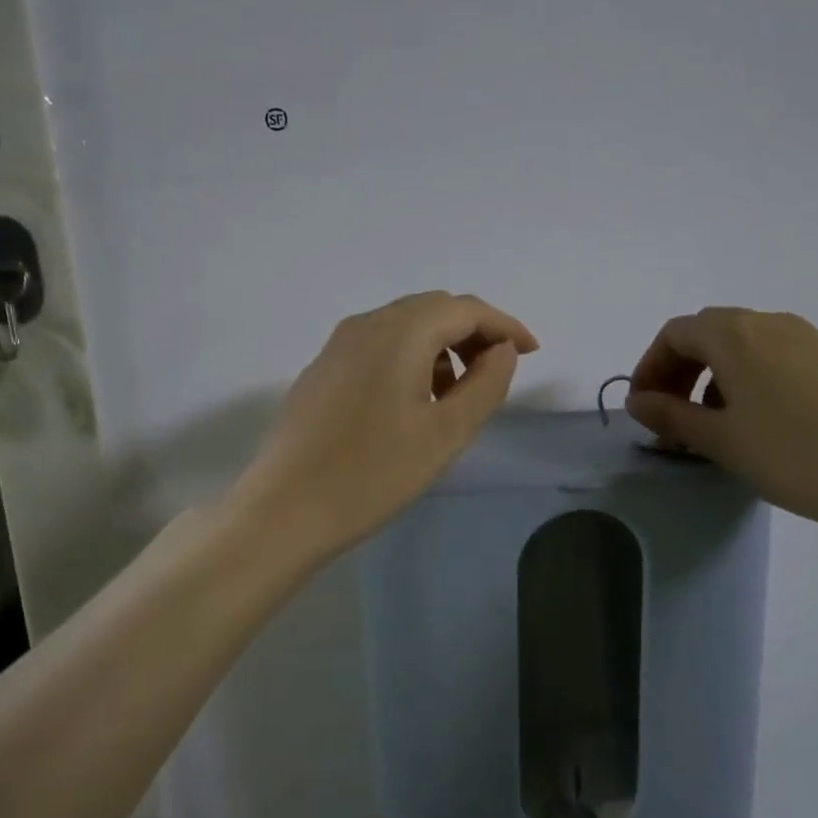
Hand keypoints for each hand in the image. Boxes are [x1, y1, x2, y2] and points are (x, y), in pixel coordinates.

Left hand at [233, 291, 537, 559]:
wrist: (286, 508)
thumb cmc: (374, 473)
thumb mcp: (445, 433)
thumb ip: (486, 384)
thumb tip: (501, 350)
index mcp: (400, 333)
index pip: (465, 309)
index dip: (504, 326)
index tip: (531, 353)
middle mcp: (366, 324)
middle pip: (433, 309)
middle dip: (473, 332)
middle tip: (498, 371)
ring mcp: (338, 345)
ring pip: (404, 325)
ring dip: (441, 345)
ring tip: (456, 393)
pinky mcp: (322, 368)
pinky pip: (378, 344)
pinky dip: (409, 357)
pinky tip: (413, 399)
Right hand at [625, 308, 817, 539]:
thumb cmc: (793, 455)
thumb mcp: (720, 440)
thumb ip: (670, 415)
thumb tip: (637, 401)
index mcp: (734, 335)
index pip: (675, 334)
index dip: (649, 367)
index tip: (644, 407)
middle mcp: (769, 323)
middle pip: (707, 333)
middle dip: (679, 370)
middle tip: (671, 415)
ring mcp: (806, 338)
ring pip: (742, 344)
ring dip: (712, 375)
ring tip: (713, 424)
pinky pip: (773, 356)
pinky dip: (747, 378)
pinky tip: (756, 421)